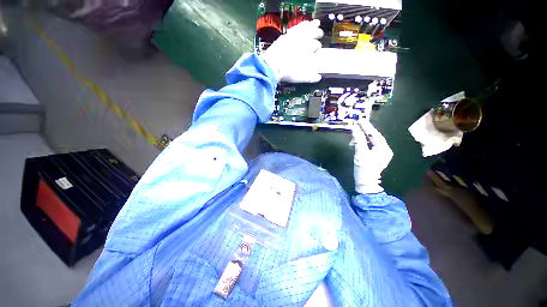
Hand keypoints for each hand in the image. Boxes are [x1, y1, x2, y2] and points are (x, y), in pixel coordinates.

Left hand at [260, 20, 322, 82]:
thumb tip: (318, 78)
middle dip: (318, 33)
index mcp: (307, 50)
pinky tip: (302, 25)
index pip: (316, 45)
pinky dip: (301, 25)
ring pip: (305, 27)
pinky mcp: (285, 36)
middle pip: (313, 33)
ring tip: (316, 23)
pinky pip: (296, 27)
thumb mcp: (299, 77)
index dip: (318, 47)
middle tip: (320, 34)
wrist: (272, 67)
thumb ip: (310, 78)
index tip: (317, 50)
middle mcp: (302, 41)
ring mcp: (293, 37)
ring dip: (312, 25)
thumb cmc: (286, 72)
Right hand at [352, 120, 392, 193]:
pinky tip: (356, 142)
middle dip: (365, 131)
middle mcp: (384, 150)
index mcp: (384, 149)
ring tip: (354, 134)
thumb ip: (358, 140)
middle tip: (357, 124)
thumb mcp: (360, 154)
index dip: (367, 127)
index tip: (360, 120)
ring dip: (362, 137)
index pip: (375, 135)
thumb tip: (354, 128)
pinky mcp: (374, 156)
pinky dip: (362, 143)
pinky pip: (369, 145)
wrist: (365, 183)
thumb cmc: (364, 169)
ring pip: (371, 141)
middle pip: (374, 137)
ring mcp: (380, 153)